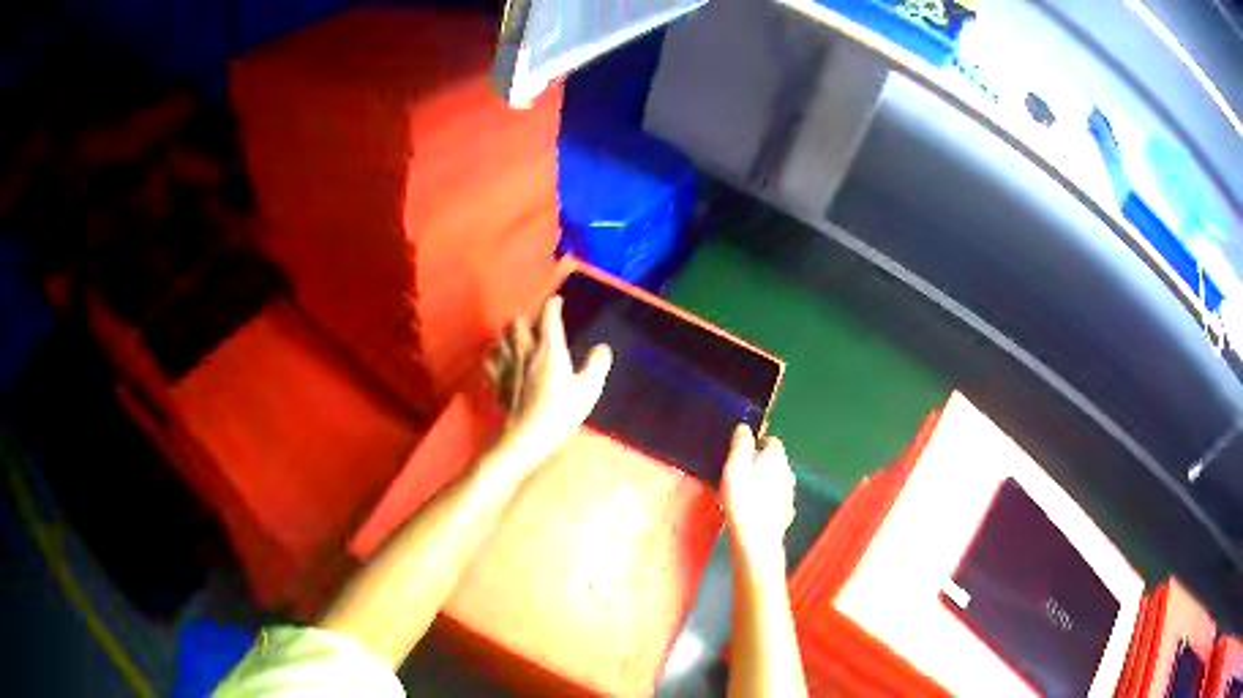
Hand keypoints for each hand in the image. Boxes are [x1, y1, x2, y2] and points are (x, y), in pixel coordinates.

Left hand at [486, 295, 612, 469]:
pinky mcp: (496, 382)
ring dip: (507, 335)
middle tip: (535, 325)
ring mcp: (507, 366)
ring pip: (501, 338)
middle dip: (526, 320)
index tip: (557, 301)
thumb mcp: (588, 390)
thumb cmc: (561, 412)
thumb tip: (603, 348)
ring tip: (514, 338)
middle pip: (518, 324)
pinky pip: (489, 361)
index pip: (549, 318)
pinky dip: (493, 356)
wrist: (527, 435)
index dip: (553, 306)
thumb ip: (597, 365)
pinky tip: (496, 359)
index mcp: (549, 350)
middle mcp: (525, 352)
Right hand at [723, 425, 795, 562]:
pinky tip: (750, 509)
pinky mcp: (785, 513)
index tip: (740, 452)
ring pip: (774, 481)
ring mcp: (789, 494)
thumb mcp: (735, 466)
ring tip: (740, 492)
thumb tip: (744, 428)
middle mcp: (787, 473)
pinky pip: (774, 500)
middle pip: (774, 461)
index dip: (756, 443)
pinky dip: (764, 500)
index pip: (771, 441)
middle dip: (758, 463)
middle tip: (737, 473)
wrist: (757, 540)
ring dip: (761, 482)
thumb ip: (741, 443)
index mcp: (777, 458)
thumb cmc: (744, 501)